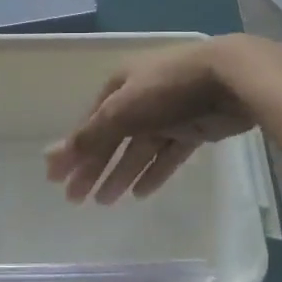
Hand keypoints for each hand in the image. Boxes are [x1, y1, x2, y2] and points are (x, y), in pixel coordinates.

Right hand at [44, 36, 266, 203]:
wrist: (232, 79)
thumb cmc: (168, 89)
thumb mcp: (122, 111)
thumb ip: (89, 137)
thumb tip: (50, 158)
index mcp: (121, 84)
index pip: (91, 122)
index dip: (73, 150)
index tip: (57, 180)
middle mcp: (142, 96)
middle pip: (113, 137)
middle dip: (94, 167)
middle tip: (76, 200)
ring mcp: (170, 112)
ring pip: (139, 148)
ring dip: (121, 173)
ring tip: (105, 202)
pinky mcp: (195, 127)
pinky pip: (168, 153)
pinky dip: (154, 171)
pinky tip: (140, 193)